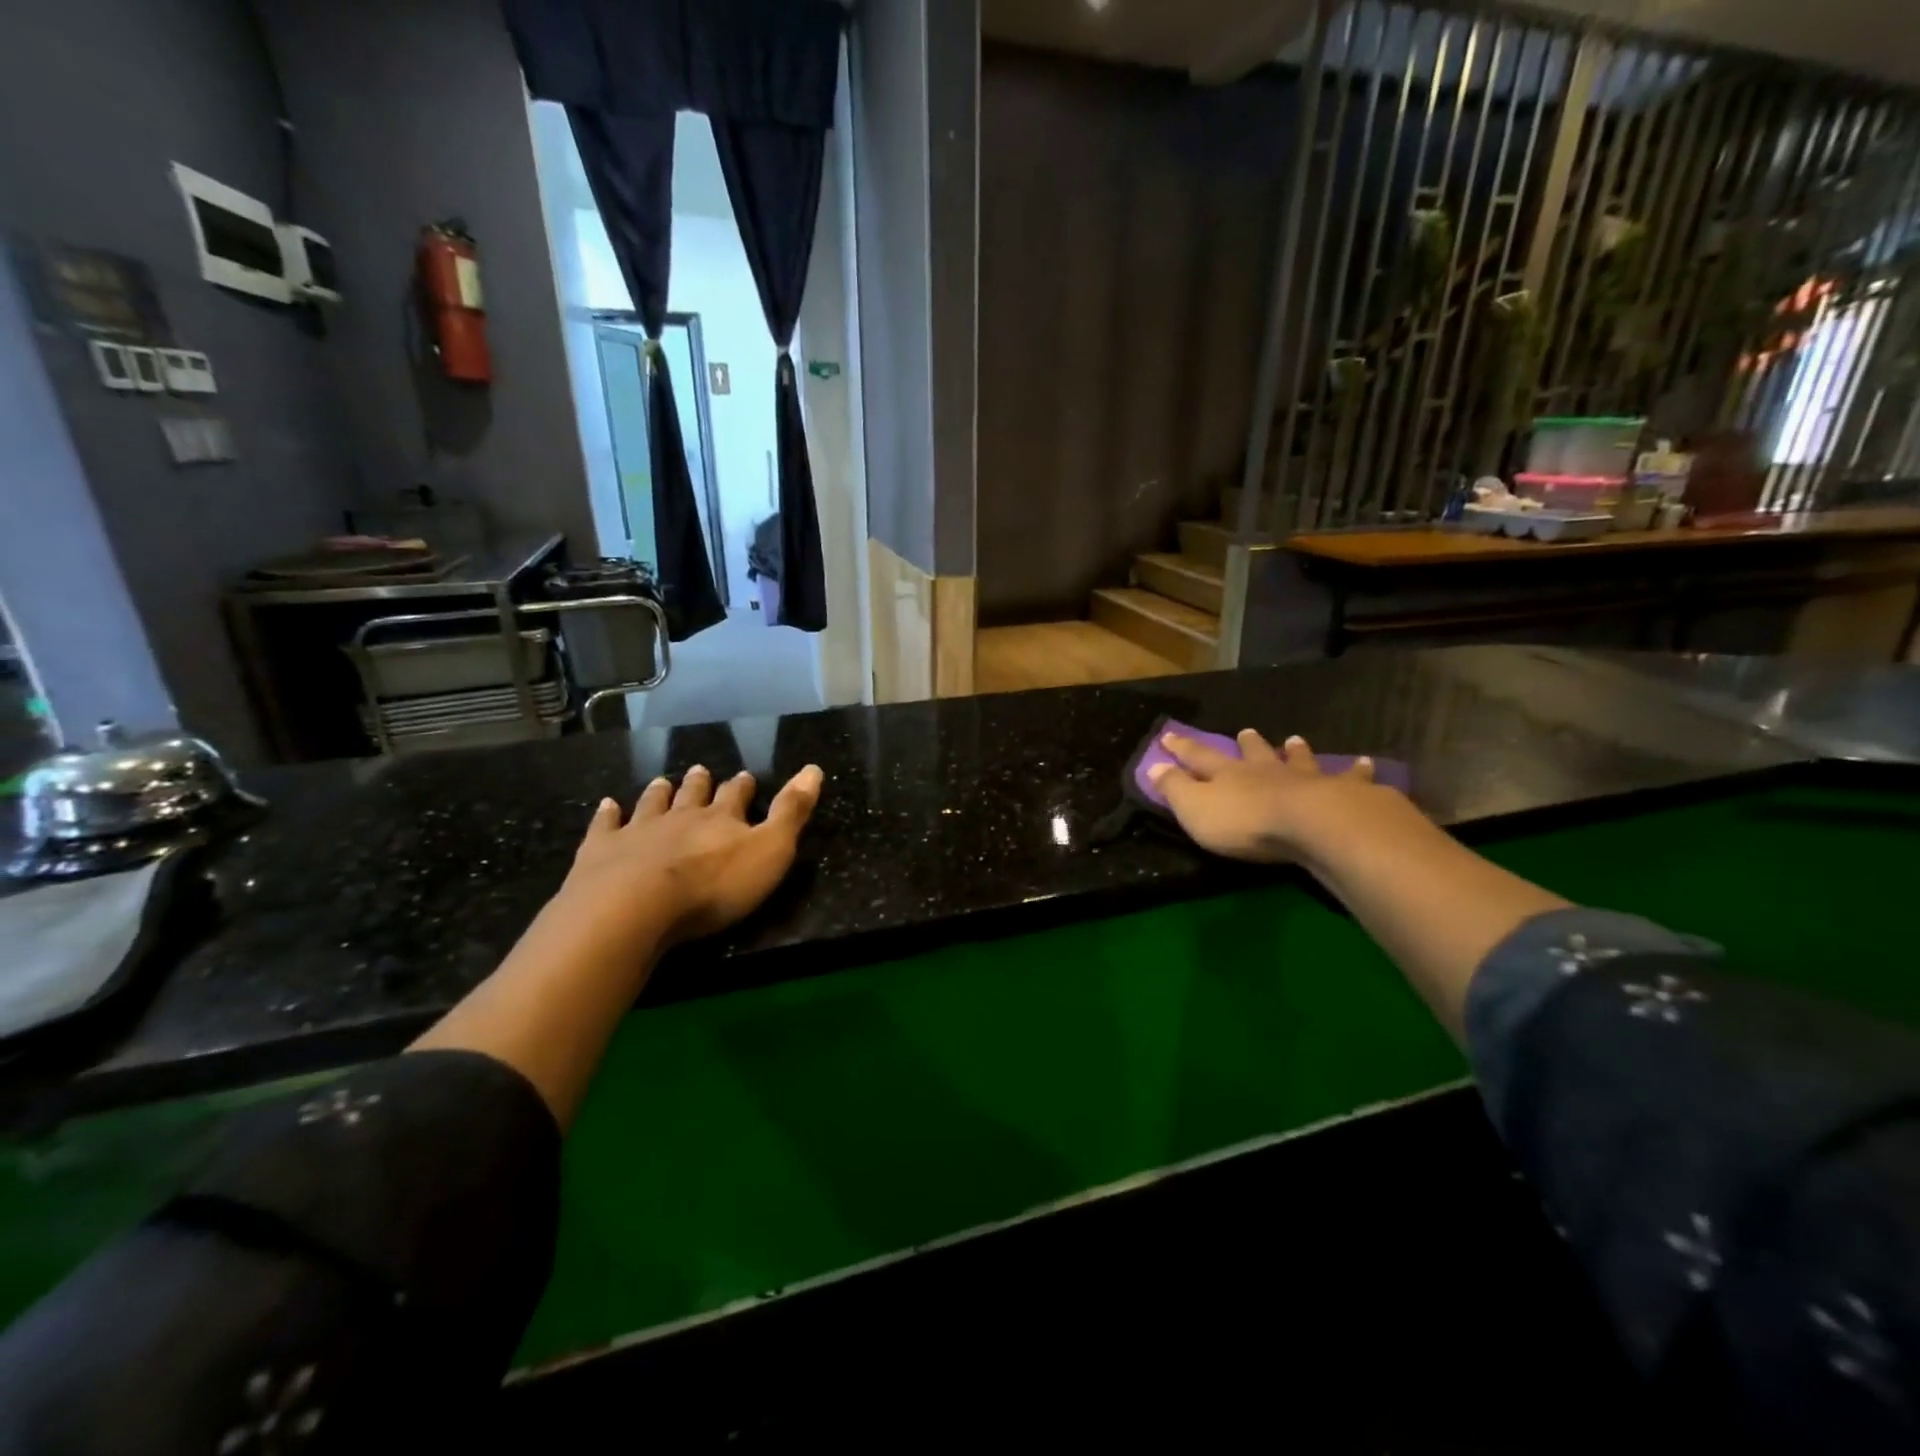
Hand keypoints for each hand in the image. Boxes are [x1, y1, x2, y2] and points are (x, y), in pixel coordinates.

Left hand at [558, 762, 824, 945]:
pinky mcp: (602, 850)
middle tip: (700, 771)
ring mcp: (638, 830)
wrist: (634, 906)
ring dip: (659, 793)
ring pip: (652, 805)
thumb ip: (792, 812)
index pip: (735, 796)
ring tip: (662, 782)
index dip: (742, 787)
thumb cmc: (713, 885)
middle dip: (700, 784)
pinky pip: (606, 826)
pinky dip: (608, 814)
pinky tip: (607, 805)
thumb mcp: (770, 850)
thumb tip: (814, 768)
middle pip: (692, 795)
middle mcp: (680, 816)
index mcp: (722, 819)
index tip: (744, 777)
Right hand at [1148, 730, 1394, 863]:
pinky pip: (1350, 778)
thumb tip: (1151, 766)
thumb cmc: (1246, 823)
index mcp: (1228, 775)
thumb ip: (1174, 788)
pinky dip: (1356, 770)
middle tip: (1245, 731)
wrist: (1312, 826)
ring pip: (1298, 760)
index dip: (1182, 748)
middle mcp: (1266, 771)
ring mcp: (1306, 779)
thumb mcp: (1195, 809)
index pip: (1199, 757)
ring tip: (1295, 740)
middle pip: (1254, 753)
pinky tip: (1365, 763)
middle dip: (1246, 743)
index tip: (1169, 735)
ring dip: (1295, 751)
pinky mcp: (1343, 794)